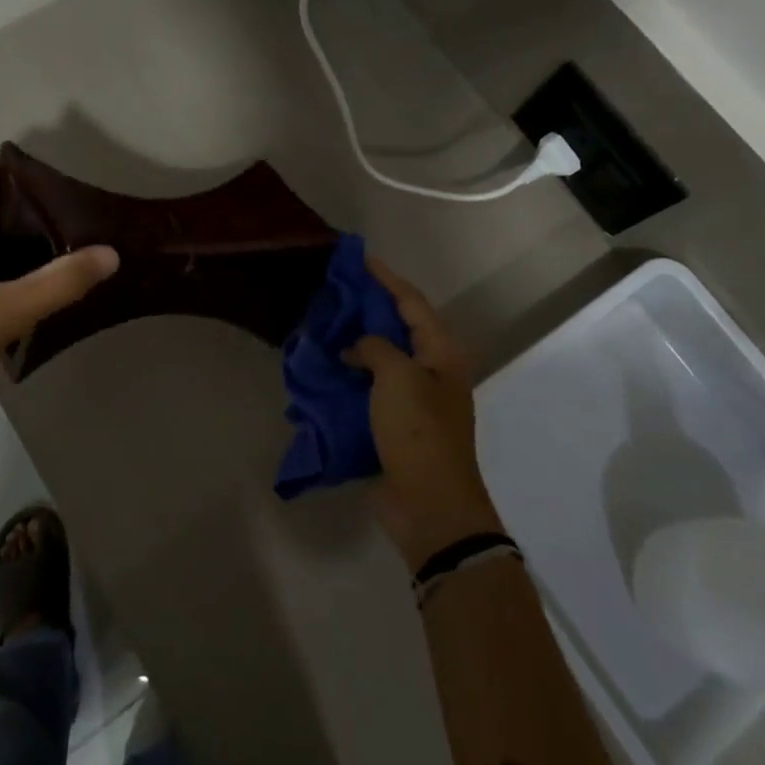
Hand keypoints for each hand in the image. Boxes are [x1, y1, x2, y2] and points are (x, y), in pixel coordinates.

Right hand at [354, 259, 506, 571]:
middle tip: (333, 291)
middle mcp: (431, 370)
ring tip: (323, 325)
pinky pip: (369, 389)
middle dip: (367, 308)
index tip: (359, 257)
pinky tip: (324, 369)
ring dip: (355, 343)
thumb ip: (375, 348)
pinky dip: (349, 376)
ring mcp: (413, 399)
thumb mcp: (398, 378)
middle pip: (397, 327)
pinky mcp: (395, 425)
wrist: (429, 506)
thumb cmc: (419, 432)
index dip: (386, 278)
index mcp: (441, 353)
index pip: (412, 302)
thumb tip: (357, 349)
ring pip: (380, 358)